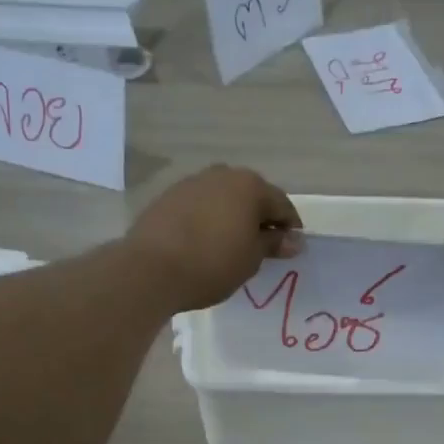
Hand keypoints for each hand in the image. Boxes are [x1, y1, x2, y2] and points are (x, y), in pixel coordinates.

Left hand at [125, 165, 301, 311]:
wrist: (150, 269)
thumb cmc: (212, 264)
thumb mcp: (251, 259)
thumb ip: (273, 244)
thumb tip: (294, 240)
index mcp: (250, 186)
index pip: (281, 204)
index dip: (290, 227)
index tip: (290, 247)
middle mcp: (222, 174)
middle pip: (251, 195)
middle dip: (259, 217)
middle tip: (261, 245)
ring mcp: (192, 182)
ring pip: (223, 197)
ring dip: (232, 215)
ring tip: (231, 243)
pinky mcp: (168, 196)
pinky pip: (199, 205)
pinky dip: (208, 218)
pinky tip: (204, 240)